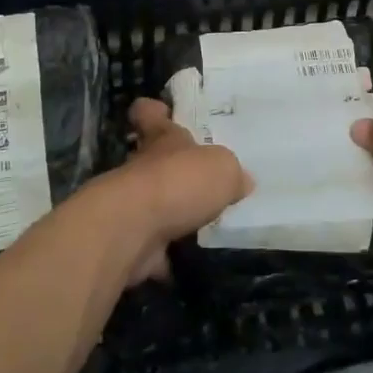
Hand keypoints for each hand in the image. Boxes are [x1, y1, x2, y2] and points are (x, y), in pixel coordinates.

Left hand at [111, 98, 251, 282]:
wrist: (133, 230)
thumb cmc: (178, 182)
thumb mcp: (222, 168)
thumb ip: (231, 173)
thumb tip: (240, 182)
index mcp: (162, 139)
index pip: (151, 114)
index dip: (154, 112)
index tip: (159, 111)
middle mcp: (143, 167)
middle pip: (153, 160)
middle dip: (172, 169)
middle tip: (200, 179)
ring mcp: (133, 206)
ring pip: (154, 204)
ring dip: (171, 213)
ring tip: (202, 223)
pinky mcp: (131, 242)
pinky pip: (153, 247)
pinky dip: (166, 256)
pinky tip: (188, 262)